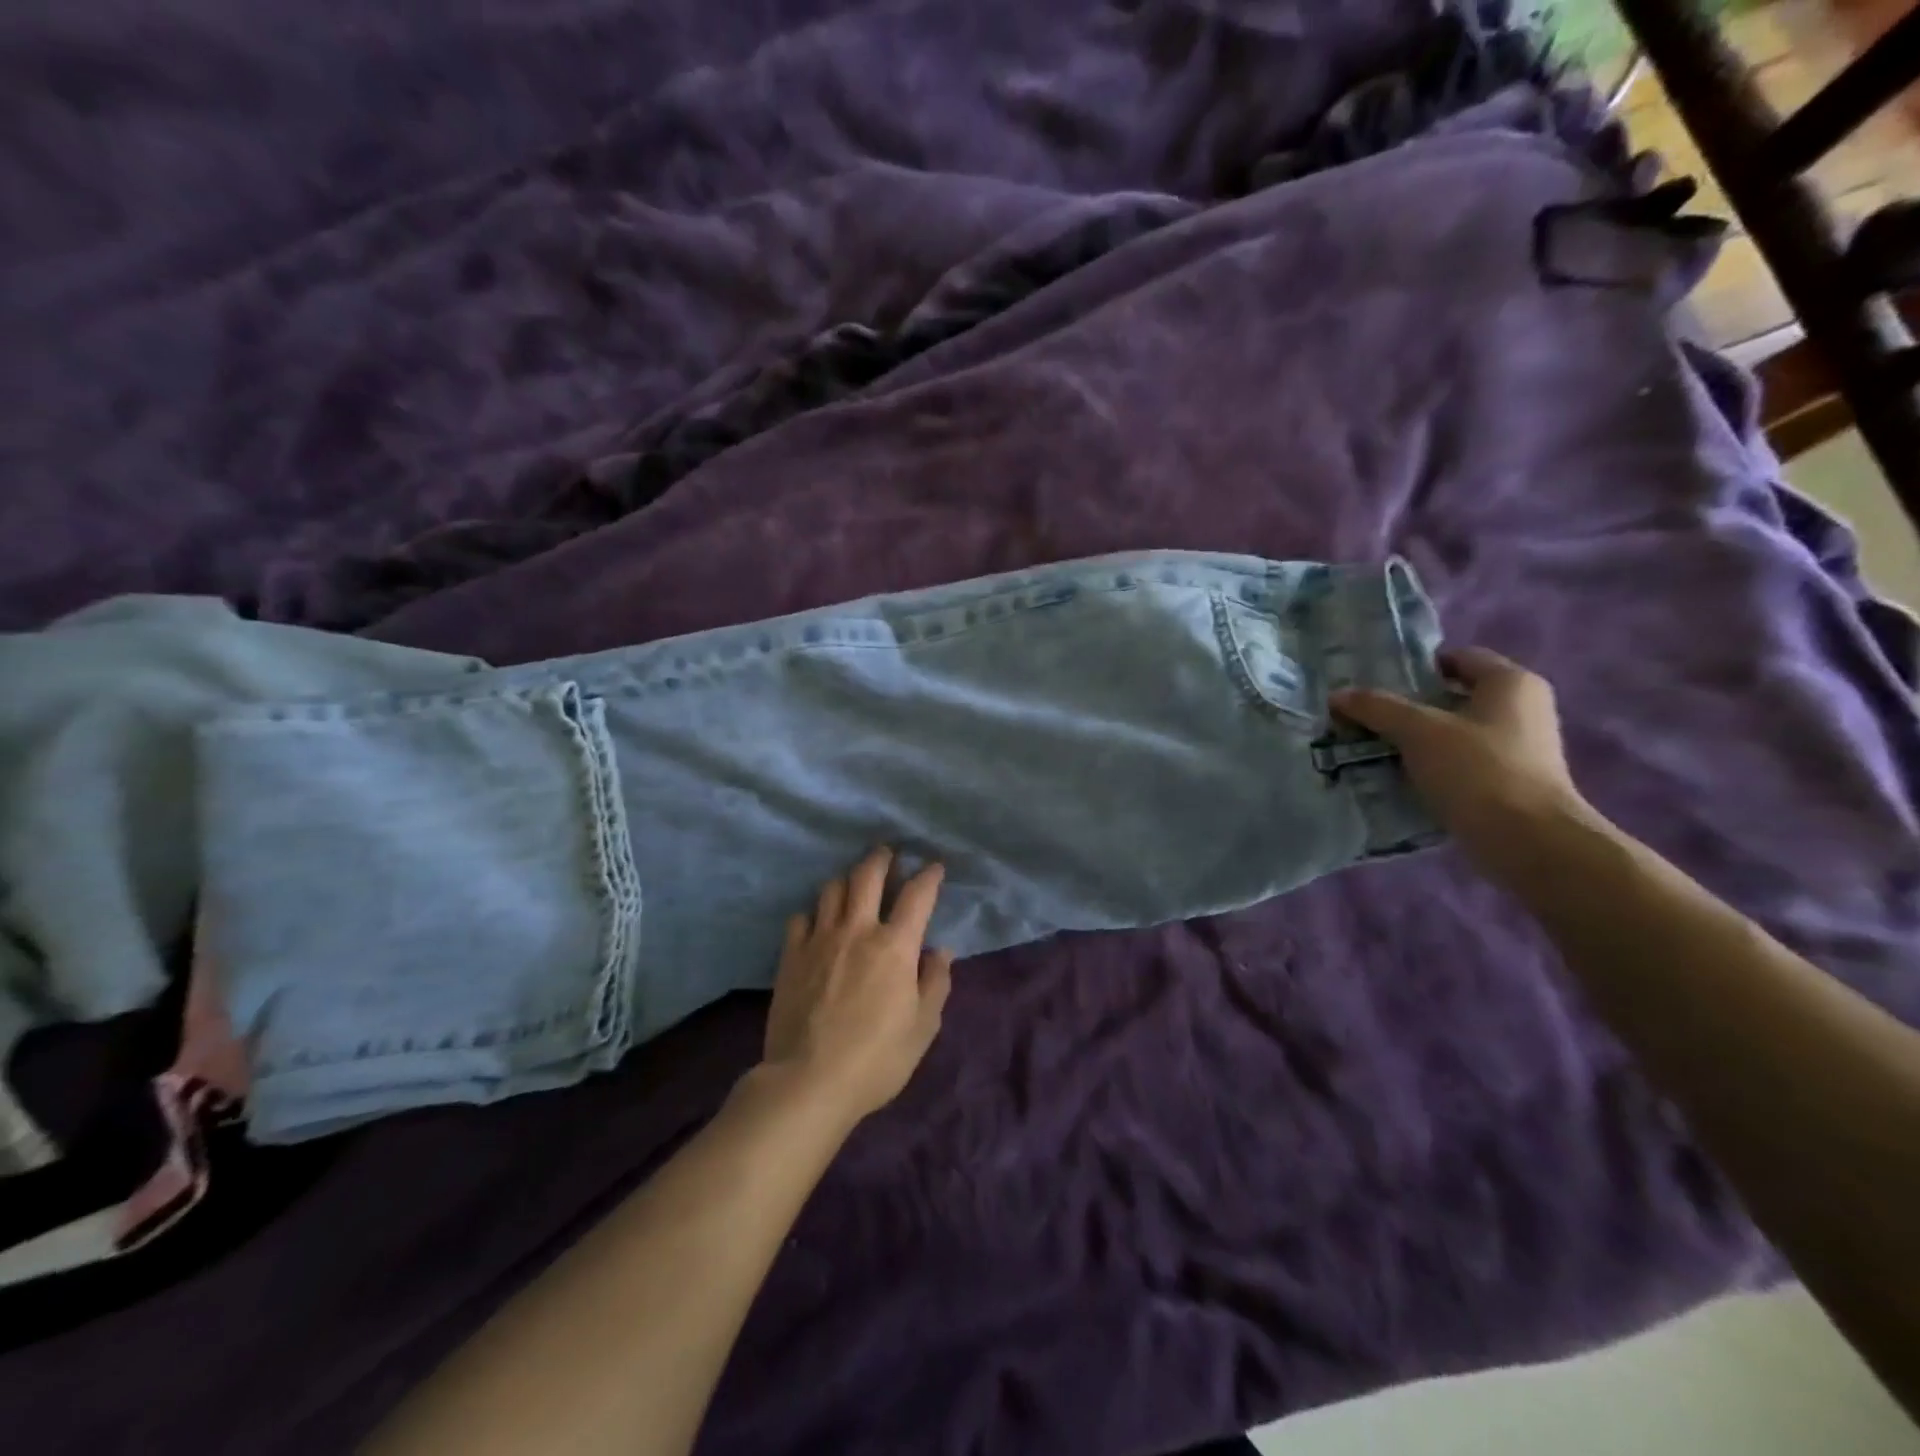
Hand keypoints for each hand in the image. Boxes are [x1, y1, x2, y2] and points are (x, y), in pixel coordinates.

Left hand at [761, 847, 953, 1126]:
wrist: (808, 1081)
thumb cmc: (877, 1059)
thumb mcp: (923, 1027)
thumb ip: (935, 982)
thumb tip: (939, 951)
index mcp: (895, 946)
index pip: (917, 895)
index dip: (929, 875)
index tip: (934, 866)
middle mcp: (857, 930)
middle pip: (867, 875)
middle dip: (881, 858)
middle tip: (887, 853)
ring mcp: (820, 939)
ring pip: (832, 889)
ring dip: (847, 880)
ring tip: (853, 884)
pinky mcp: (791, 955)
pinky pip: (800, 918)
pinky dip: (813, 913)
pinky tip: (817, 922)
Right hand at [1331, 647, 1590, 866]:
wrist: (1528, 841)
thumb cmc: (1478, 770)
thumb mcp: (1418, 731)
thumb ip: (1377, 708)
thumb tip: (1337, 695)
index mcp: (1511, 683)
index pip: (1458, 658)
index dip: (1416, 667)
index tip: (1377, 684)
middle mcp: (1524, 708)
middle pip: (1454, 696)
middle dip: (1411, 706)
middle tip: (1368, 716)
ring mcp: (1521, 748)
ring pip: (1455, 732)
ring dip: (1418, 739)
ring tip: (1375, 748)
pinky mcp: (1512, 782)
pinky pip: (1462, 762)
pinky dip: (1433, 765)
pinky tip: (1400, 777)